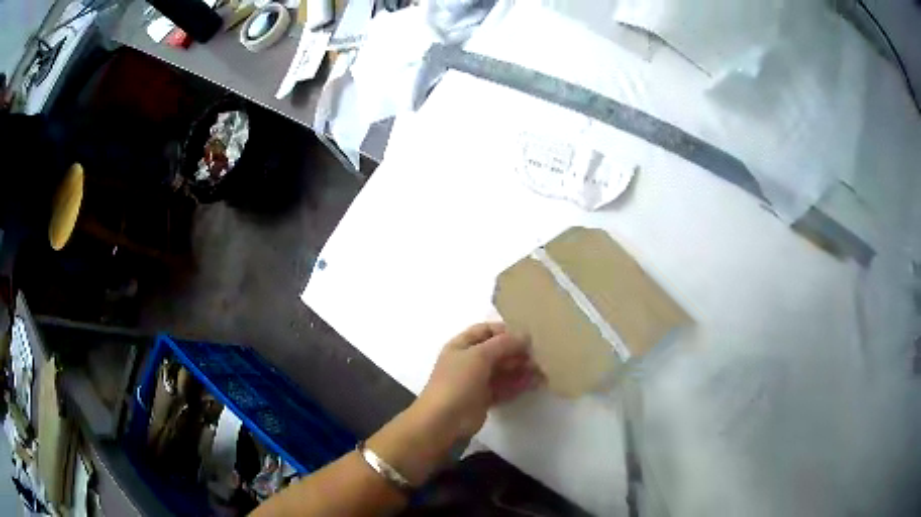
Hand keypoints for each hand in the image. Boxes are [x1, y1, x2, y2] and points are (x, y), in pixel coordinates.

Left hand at [414, 322, 542, 441]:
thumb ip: (503, 343)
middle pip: (498, 351)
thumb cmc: (457, 381)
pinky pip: (505, 387)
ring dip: (521, 369)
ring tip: (541, 371)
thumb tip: (525, 335)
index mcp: (462, 345)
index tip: (527, 337)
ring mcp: (477, 380)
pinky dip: (518, 385)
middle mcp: (469, 360)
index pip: (486, 331)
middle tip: (539, 357)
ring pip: (503, 370)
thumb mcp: (479, 355)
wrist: (444, 420)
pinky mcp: (485, 398)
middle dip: (518, 352)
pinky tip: (535, 384)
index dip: (506, 331)